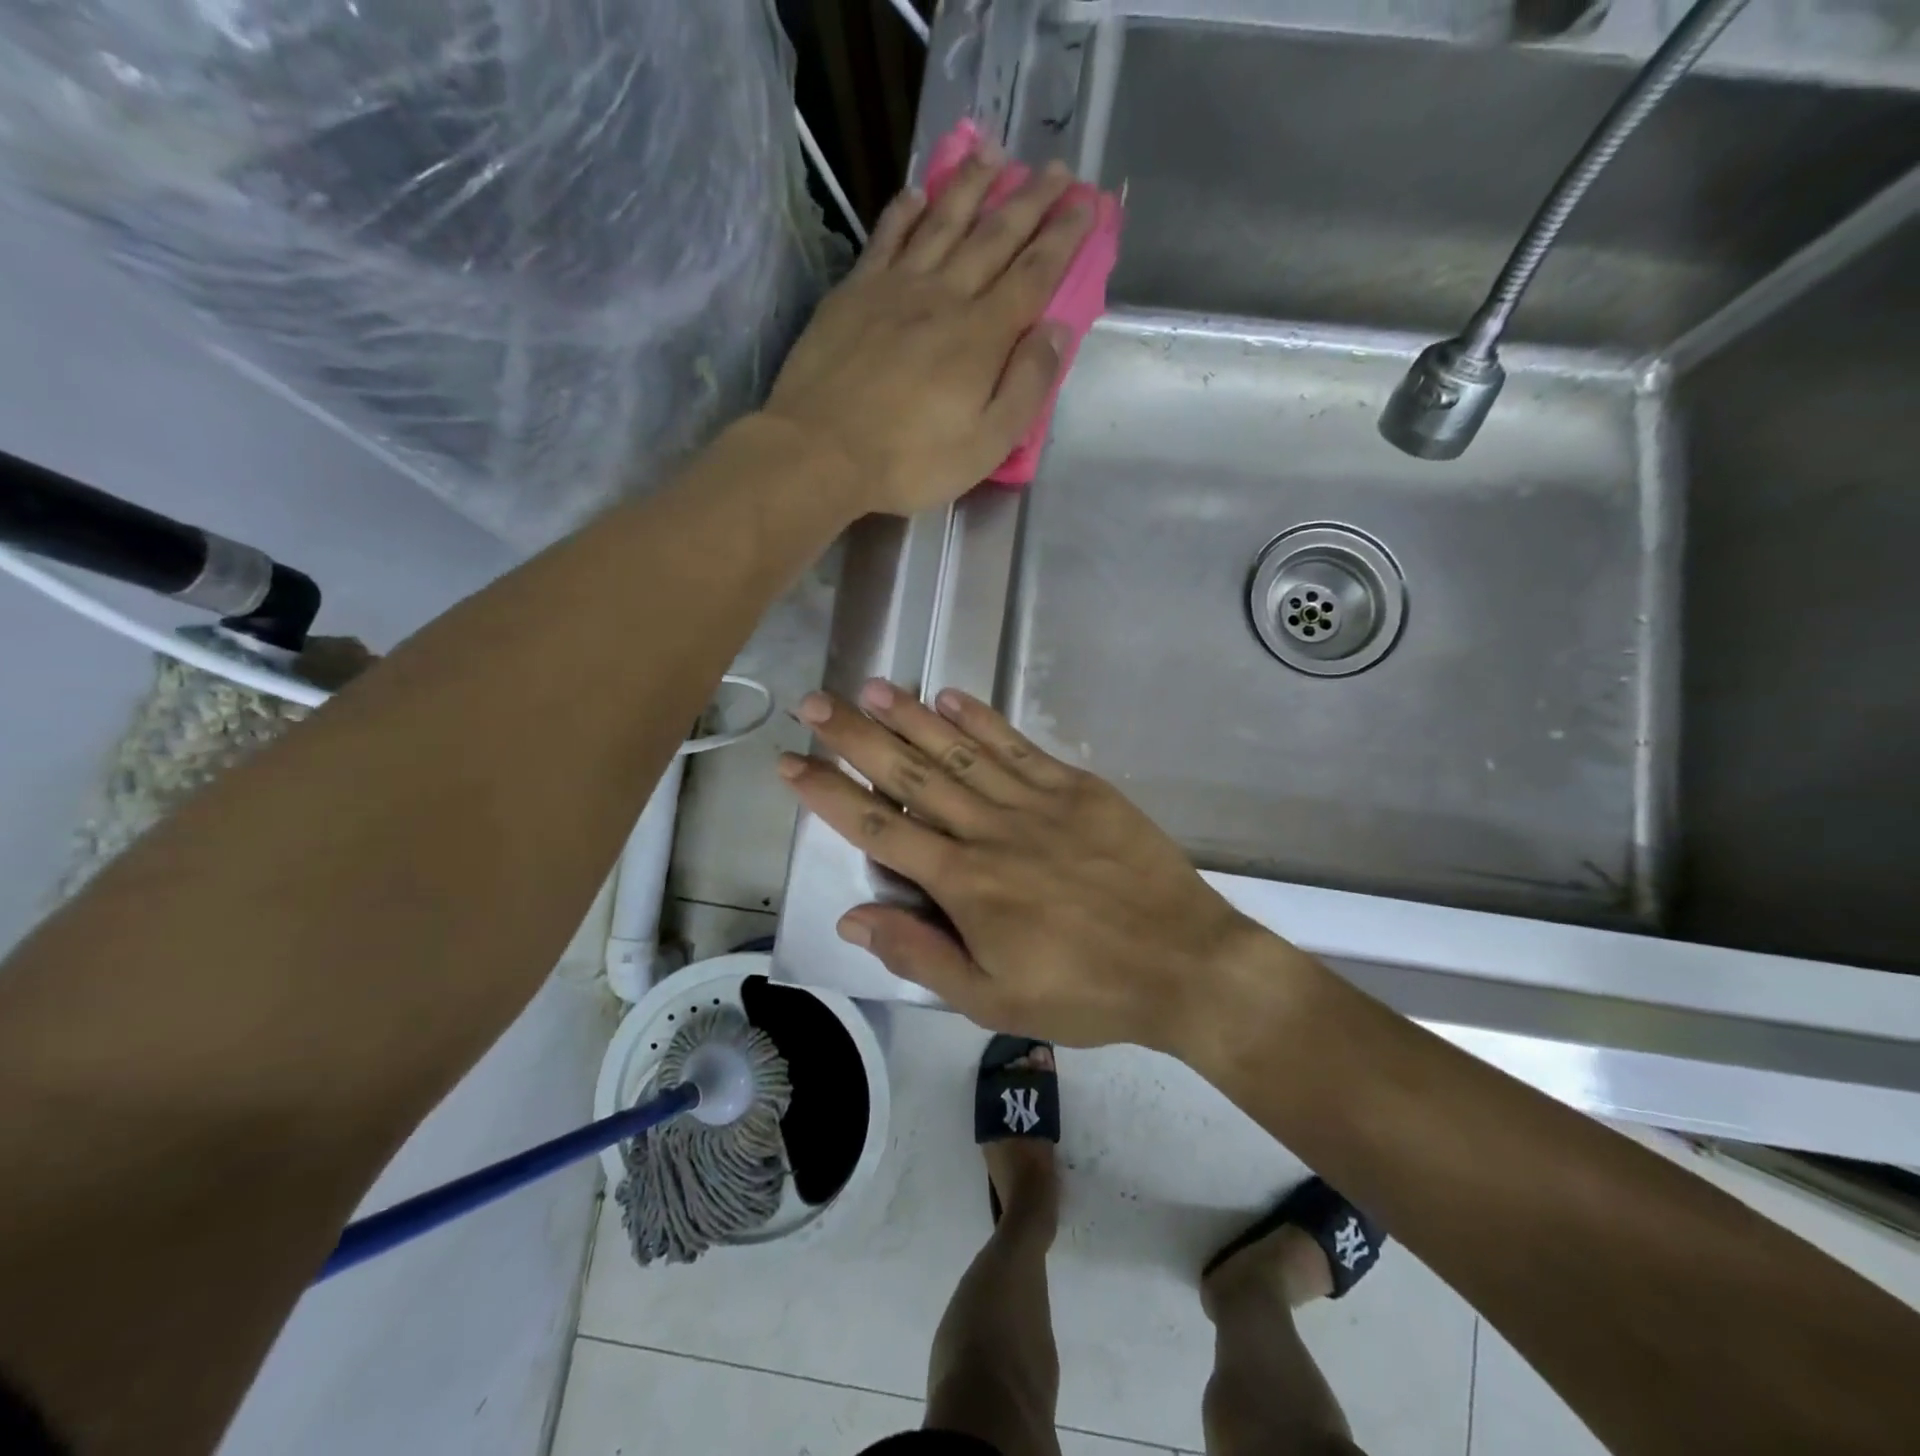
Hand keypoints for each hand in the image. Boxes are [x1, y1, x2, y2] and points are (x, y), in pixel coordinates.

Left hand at [761, 148, 1096, 516]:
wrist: (821, 451)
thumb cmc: (909, 460)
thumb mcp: (986, 444)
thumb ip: (1026, 386)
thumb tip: (1059, 331)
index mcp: (981, 336)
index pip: (1033, 275)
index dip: (1063, 237)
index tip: (1087, 203)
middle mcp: (944, 296)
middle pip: (994, 237)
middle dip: (1030, 200)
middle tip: (1057, 168)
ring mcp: (895, 288)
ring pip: (942, 223)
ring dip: (971, 186)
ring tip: (993, 154)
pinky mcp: (854, 292)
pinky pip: (885, 238)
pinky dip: (904, 211)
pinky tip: (916, 192)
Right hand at [777, 680, 1281, 1051]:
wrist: (1183, 964)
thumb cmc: (1085, 992)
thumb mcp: (994, 1000)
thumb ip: (920, 955)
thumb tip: (852, 920)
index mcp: (965, 884)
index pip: (879, 830)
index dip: (829, 795)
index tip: (791, 764)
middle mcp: (991, 831)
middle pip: (911, 776)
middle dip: (858, 738)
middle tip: (817, 702)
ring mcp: (1037, 803)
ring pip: (961, 752)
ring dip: (912, 717)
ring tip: (872, 687)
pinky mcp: (1078, 789)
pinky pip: (1020, 747)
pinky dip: (984, 720)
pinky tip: (952, 697)